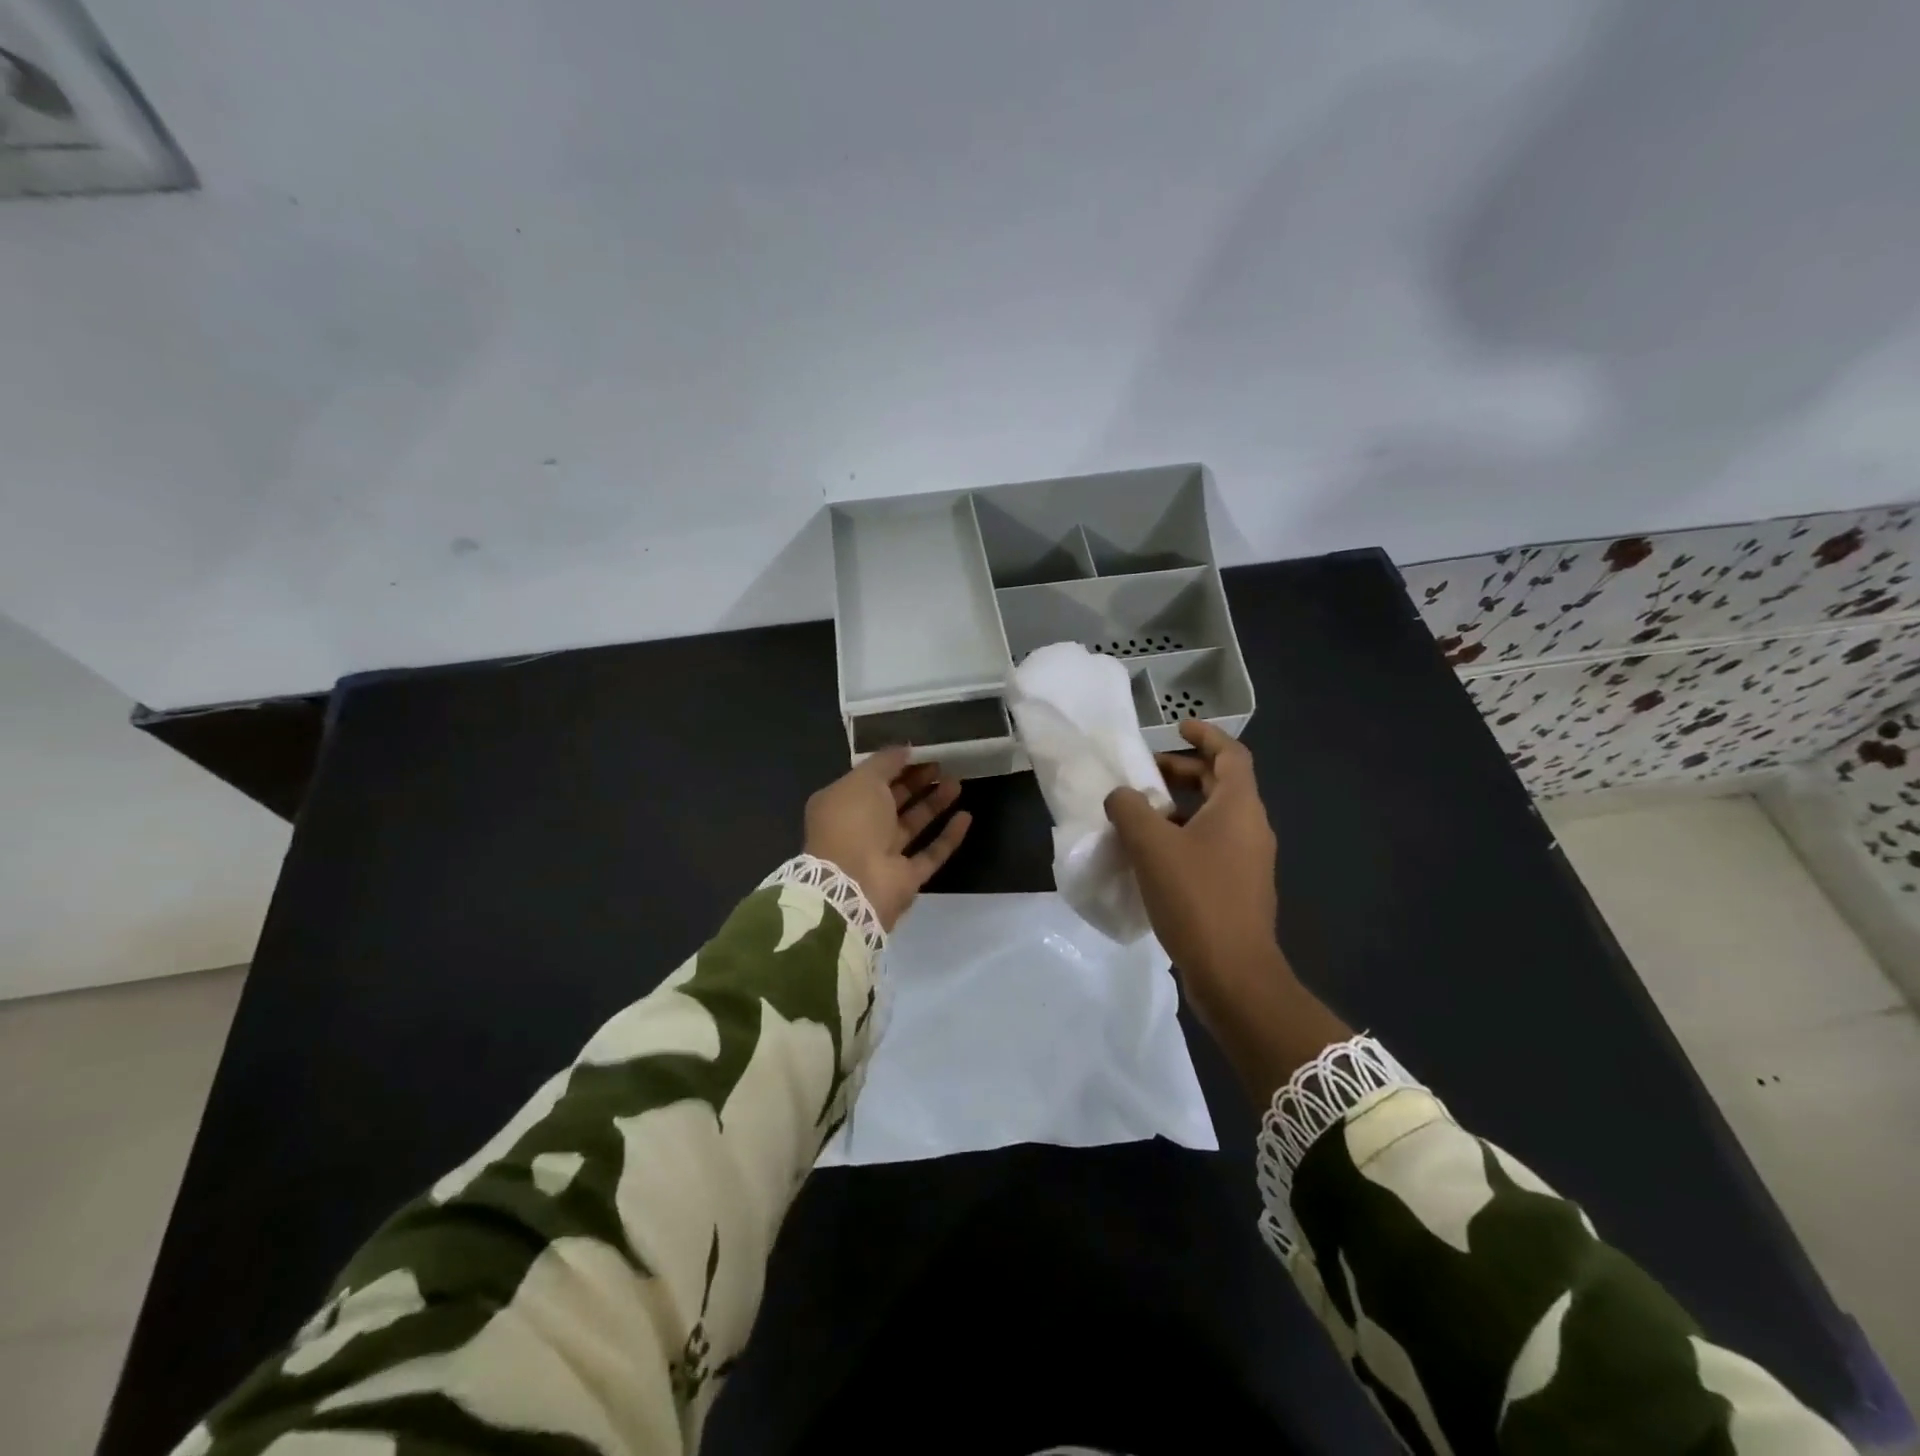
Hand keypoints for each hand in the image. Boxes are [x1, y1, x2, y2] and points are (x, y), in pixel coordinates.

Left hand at [804, 748, 971, 930]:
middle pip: (892, 801)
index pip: (870, 780)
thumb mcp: (863, 779)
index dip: (895, 765)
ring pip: (912, 825)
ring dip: (934, 804)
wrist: (852, 884)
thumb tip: (905, 749)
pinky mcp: (906, 878)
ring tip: (957, 782)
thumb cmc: (852, 822)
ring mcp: (883, 856)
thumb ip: (885, 762)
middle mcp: (860, 829)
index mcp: (841, 805)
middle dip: (917, 782)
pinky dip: (947, 836)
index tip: (921, 752)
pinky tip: (966, 816)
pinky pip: (930, 853)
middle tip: (942, 765)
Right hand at [1102, 720, 1281, 1025]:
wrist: (1234, 974)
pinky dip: (1185, 836)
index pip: (1230, 754)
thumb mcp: (1151, 846)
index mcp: (1239, 807)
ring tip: (1142, 813)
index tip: (1177, 726)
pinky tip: (1153, 855)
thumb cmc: (1196, 898)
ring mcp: (1249, 861)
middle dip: (1185, 772)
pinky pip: (1212, 845)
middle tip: (1147, 773)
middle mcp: (1251, 828)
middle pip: (1222, 784)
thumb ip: (1129, 809)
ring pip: (1216, 817)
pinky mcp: (1239, 888)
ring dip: (1182, 807)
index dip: (1205, 735)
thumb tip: (1121, 796)